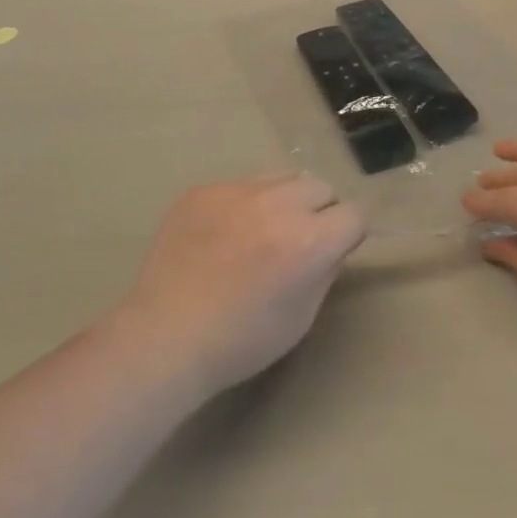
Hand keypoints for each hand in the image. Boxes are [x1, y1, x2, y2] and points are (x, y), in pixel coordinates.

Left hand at [118, 173, 365, 396]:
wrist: (164, 337)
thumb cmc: (240, 341)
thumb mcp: (301, 317)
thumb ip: (325, 270)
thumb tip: (335, 243)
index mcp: (307, 241)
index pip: (353, 214)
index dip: (347, 234)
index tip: (335, 249)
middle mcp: (277, 204)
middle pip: (320, 186)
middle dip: (320, 210)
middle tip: (299, 239)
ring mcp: (237, 191)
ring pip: (283, 176)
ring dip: (285, 199)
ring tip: (263, 230)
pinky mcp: (205, 190)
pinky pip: (241, 184)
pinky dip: (244, 204)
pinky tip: (225, 234)